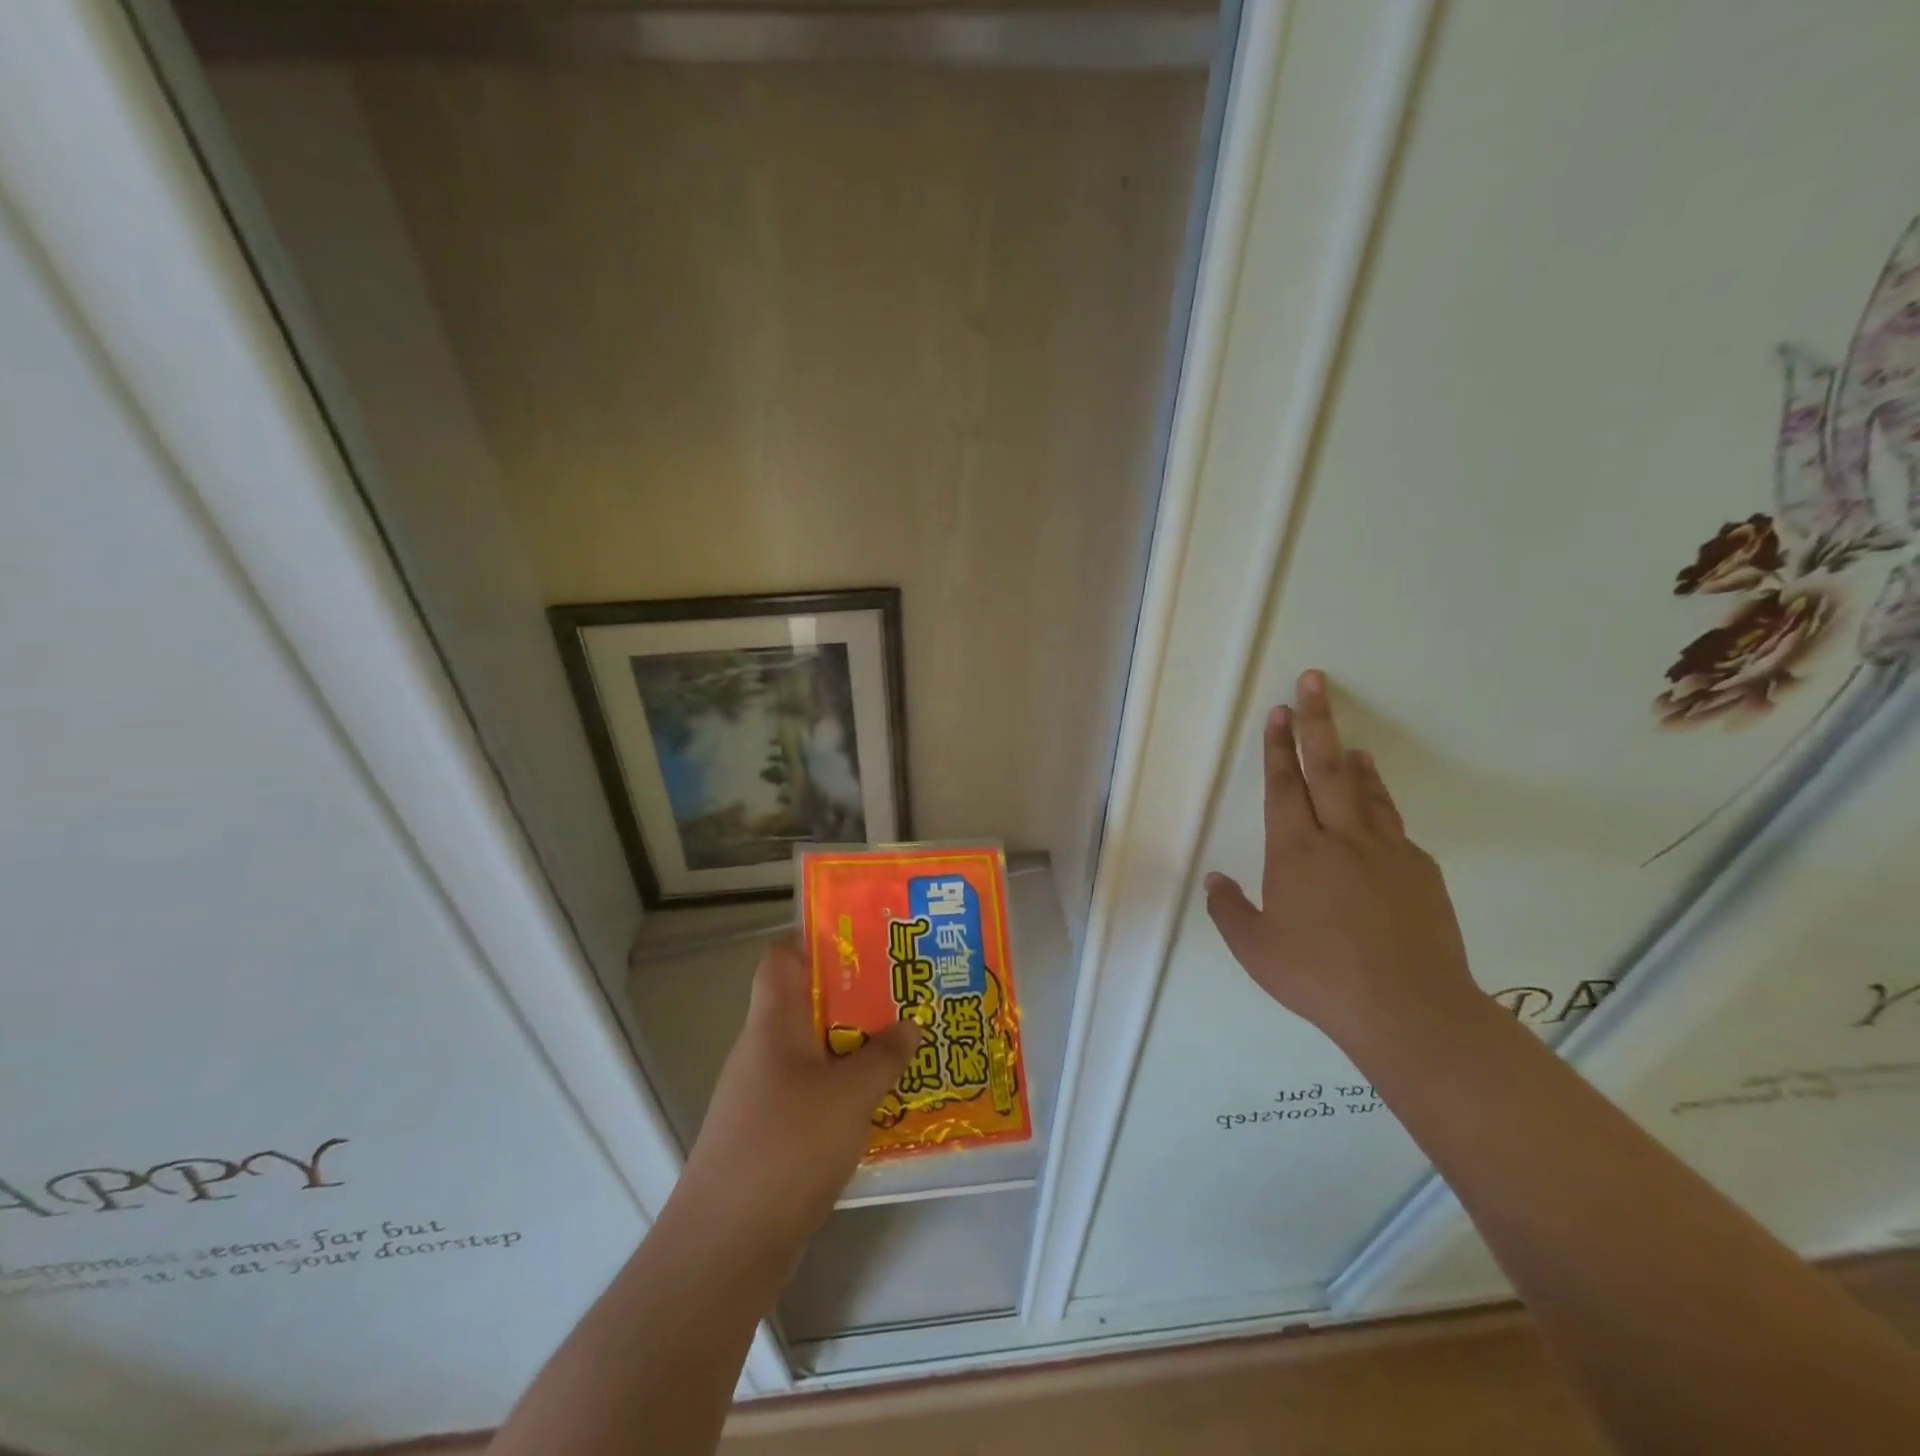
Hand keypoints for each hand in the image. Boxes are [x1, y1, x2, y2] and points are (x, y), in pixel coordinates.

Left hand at [674, 934, 920, 1255]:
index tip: (863, 936)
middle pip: (806, 1001)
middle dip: (854, 994)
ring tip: (903, 1041)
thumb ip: (884, 1056)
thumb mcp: (850, 1095)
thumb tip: (910, 1025)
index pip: (781, 956)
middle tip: (902, 990)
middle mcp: (762, 1049)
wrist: (724, 1248)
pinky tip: (880, 1101)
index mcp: (773, 1023)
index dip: (815, 937)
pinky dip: (843, 1088)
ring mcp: (762, 1093)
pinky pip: (812, 1092)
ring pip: (813, 1050)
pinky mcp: (769, 1133)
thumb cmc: (787, 1148)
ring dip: (854, 1044)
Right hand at [1204, 670, 1476, 1050]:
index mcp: (1296, 852)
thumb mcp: (1255, 950)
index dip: (1276, 748)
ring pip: (1367, 793)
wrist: (1409, 1009)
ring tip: (1349, 744)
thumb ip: (1229, 910)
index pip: (1283, 787)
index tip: (1278, 713)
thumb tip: (1215, 880)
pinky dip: (1382, 808)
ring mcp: (1387, 852)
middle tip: (1314, 683)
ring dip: (1354, 762)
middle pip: (1327, 769)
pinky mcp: (1421, 872)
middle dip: (1317, 722)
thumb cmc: (1319, 976)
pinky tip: (1378, 816)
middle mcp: (1342, 839)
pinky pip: (1395, 828)